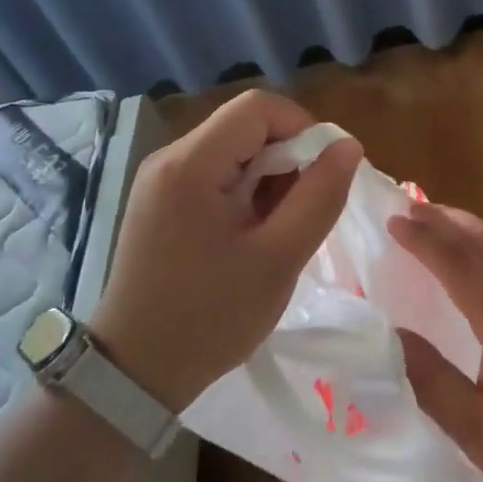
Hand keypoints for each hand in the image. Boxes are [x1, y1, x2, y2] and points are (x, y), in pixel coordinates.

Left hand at [88, 90, 361, 412]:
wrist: (134, 374)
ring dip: (267, 175)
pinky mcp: (159, 200)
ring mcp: (159, 179)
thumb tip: (348, 145)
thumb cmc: (210, 317)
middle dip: (286, 156)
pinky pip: (214, 172)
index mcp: (191, 164)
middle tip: (300, 209)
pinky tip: (249, 233)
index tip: (322, 173)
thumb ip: (320, 196)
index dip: (302, 127)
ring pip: (232, 148)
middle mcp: (170, 157)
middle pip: (244, 125)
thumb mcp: (278, 259)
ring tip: (276, 228)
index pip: (258, 107)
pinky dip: (244, 190)